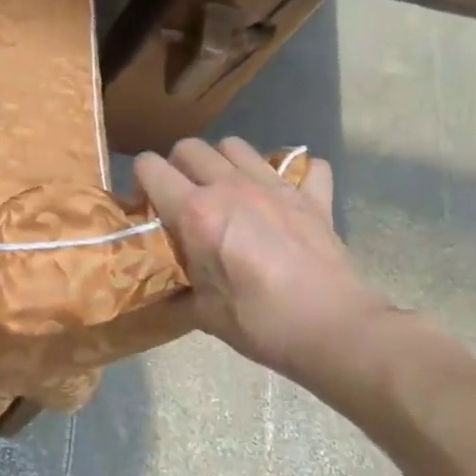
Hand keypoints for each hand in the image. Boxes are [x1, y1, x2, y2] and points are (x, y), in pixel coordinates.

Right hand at [135, 137, 393, 381]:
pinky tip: (284, 197)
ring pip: (235, 146)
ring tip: (226, 193)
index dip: (140, 182)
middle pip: (189, 147)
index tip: (146, 208)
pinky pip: (304, 165)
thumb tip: (161, 287)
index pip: (149, 168)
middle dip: (177, 167)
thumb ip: (177, 287)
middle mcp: (231, 187)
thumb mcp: (202, 312)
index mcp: (196, 212)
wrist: (334, 329)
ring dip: (223, 163)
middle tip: (182, 199)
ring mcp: (275, 187)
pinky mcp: (313, 197)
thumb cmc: (260, 322)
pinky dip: (292, 174)